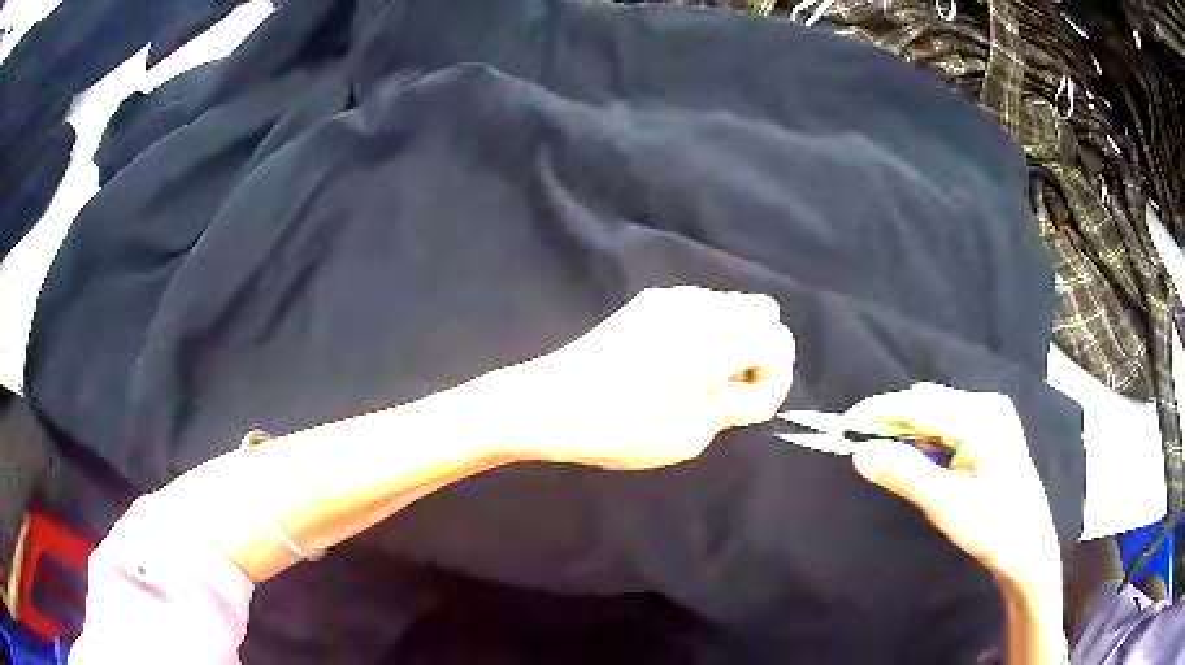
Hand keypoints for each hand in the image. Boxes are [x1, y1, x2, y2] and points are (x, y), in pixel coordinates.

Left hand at [515, 286, 795, 469]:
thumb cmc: (625, 426)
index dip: (777, 378)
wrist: (552, 403)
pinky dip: (706, 329)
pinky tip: (677, 364)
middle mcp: (702, 306)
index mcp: (721, 337)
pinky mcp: (644, 303)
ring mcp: (670, 299)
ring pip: (728, 304)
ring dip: (734, 337)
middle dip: (761, 350)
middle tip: (734, 390)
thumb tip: (747, 392)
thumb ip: (732, 406)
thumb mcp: (690, 434)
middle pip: (761, 310)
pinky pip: (696, 306)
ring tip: (706, 380)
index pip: (779, 340)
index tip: (750, 409)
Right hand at [847, 383, 1060, 589]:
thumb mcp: (946, 505)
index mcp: (980, 416)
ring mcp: (991, 417)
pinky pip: (949, 426)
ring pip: (937, 415)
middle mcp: (986, 406)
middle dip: (892, 421)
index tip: (844, 423)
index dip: (879, 412)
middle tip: (860, 445)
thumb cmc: (993, 527)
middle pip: (928, 403)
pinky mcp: (990, 432)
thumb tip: (860, 453)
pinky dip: (926, 441)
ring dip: (909, 432)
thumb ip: (905, 474)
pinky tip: (918, 460)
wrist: (1029, 549)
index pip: (919, 405)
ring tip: (884, 455)